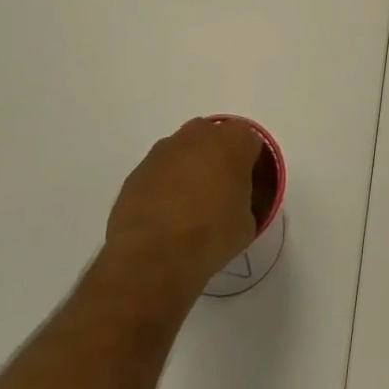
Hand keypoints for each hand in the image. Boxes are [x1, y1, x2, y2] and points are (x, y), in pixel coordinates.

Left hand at [103, 118, 263, 295]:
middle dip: (217, 160)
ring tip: (187, 209)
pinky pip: (159, 172)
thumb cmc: (211, 235)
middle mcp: (199, 133)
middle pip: (214, 140)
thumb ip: (244, 201)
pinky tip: (164, 218)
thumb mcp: (246, 224)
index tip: (246, 189)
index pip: (250, 143)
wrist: (153, 255)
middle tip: (218, 194)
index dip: (249, 166)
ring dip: (188, 171)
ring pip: (184, 153)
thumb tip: (233, 205)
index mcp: (234, 140)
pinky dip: (163, 187)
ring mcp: (164, 149)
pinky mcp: (138, 170)